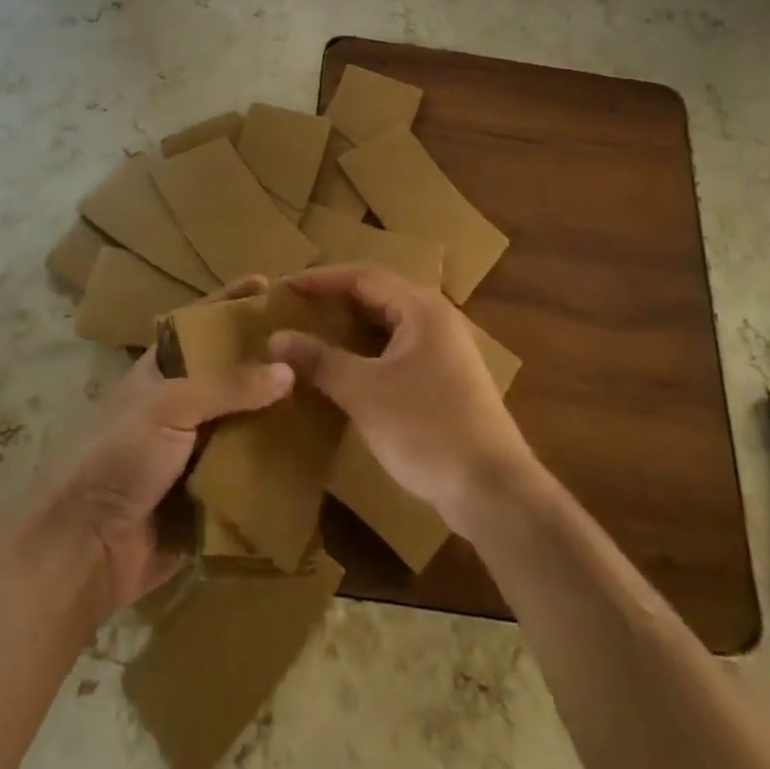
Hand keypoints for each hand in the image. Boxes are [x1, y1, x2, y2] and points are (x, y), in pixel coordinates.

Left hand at [56, 276, 290, 613]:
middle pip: (233, 374)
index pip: (202, 325)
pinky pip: (252, 474)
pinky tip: (319, 455)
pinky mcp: (211, 494)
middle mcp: (183, 405)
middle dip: (270, 360)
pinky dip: (279, 466)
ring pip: (248, 423)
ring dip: (281, 415)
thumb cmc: (119, 455)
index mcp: (163, 371)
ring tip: (330, 394)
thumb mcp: (168, 405)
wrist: (87, 548)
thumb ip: (227, 386)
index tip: (269, 284)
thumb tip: (287, 370)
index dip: (231, 302)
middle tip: (318, 344)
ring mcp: (197, 451)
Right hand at [267, 265, 533, 532]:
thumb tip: (276, 337)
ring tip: (314, 332)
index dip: (320, 279)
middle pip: (378, 294)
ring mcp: (446, 350)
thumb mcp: (364, 392)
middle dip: (335, 298)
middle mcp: (437, 318)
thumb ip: (320, 360)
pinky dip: (369, 350)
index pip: (362, 276)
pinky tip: (348, 368)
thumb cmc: (426, 429)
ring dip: (352, 325)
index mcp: (421, 309)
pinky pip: (399, 348)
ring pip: (389, 323)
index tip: (284, 286)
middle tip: (296, 306)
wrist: (493, 492)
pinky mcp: (448, 379)